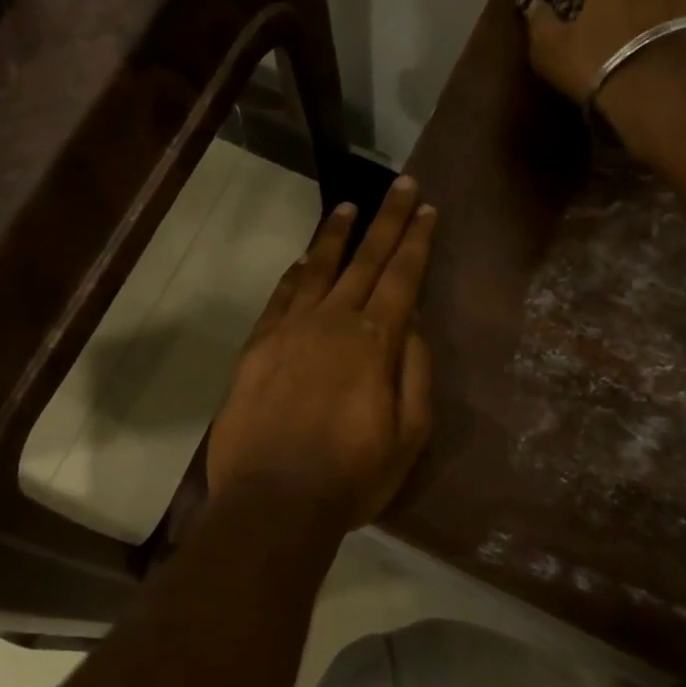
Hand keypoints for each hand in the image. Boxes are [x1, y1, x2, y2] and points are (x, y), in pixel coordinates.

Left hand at [207, 177, 435, 534]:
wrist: (273, 501)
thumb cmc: (351, 475)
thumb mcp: (408, 434)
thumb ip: (413, 371)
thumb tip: (410, 324)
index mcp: (374, 341)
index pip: (402, 277)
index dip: (416, 241)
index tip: (427, 209)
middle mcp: (332, 322)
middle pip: (365, 260)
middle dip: (387, 220)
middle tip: (402, 186)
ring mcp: (290, 330)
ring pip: (319, 269)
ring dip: (336, 235)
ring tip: (349, 207)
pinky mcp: (258, 346)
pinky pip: (281, 297)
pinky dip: (296, 274)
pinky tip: (304, 261)